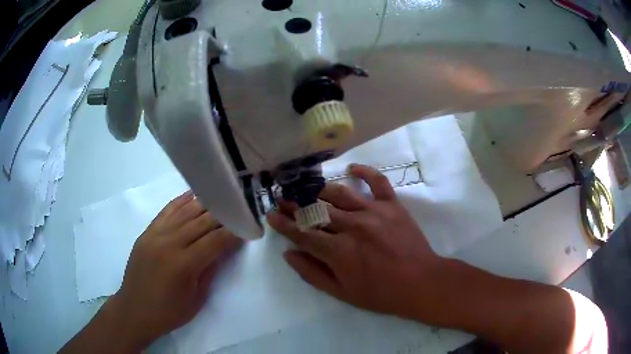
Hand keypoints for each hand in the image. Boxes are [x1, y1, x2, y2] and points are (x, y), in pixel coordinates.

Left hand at [109, 191, 242, 347]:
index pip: (215, 241)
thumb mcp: (196, 299)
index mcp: (183, 265)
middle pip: (201, 222)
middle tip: (237, 210)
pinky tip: (191, 195)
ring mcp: (155, 235)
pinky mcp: (146, 233)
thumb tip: (223, 249)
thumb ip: (209, 271)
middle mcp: (169, 244)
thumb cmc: (168, 312)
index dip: (233, 233)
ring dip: (204, 205)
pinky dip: (180, 202)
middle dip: (222, 216)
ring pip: (184, 213)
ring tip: (220, 200)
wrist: (134, 310)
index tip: (247, 227)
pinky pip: (165, 212)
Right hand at [268, 164, 453, 323]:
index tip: (271, 214)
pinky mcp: (392, 204)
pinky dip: (364, 171)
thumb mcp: (342, 292)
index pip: (302, 233)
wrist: (420, 282)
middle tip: (283, 197)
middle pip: (316, 210)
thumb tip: (289, 253)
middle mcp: (352, 226)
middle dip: (295, 203)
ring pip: (339, 193)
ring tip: (307, 186)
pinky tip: (351, 168)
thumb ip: (312, 273)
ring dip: (319, 188)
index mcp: (338, 251)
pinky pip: (377, 181)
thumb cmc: (380, 293)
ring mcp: (373, 211)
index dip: (284, 224)